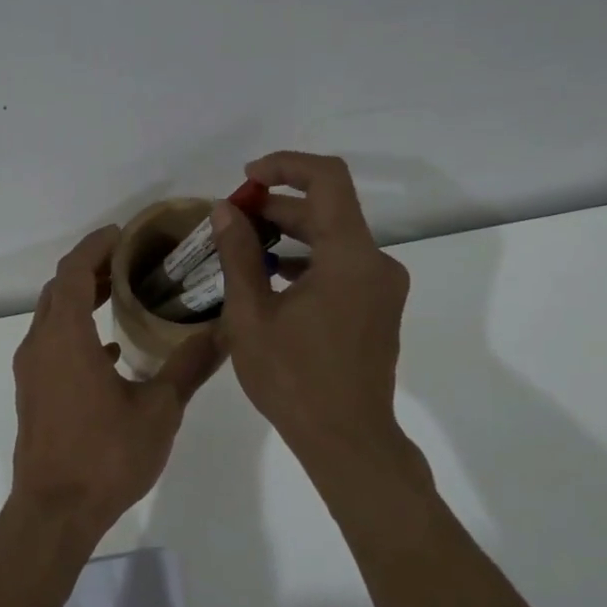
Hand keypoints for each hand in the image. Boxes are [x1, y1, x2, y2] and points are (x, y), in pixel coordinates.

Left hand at [11, 225, 224, 537]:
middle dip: (89, 268)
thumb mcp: (158, 410)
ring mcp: (31, 370)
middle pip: (58, 289)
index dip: (95, 246)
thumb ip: (189, 367)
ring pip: (51, 317)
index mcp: (66, 338)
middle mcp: (40, 345)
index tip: (122, 234)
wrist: (54, 512)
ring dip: (79, 299)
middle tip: (129, 259)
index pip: (72, 271)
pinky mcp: (33, 393)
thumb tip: (224, 331)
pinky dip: (76, 332)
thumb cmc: (105, 456)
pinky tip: (110, 349)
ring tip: (121, 293)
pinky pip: (52, 345)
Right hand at [211, 151, 413, 472]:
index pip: (327, 179)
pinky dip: (307, 260)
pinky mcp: (377, 308)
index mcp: (350, 257)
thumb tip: (225, 211)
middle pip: (328, 209)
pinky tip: (271, 277)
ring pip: (334, 239)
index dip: (286, 166)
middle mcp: (376, 262)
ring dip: (290, 234)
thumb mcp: (252, 316)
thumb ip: (239, 256)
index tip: (247, 179)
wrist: (347, 440)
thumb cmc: (294, 379)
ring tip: (244, 246)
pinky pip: (342, 266)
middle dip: (278, 205)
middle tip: (232, 217)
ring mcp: (381, 287)